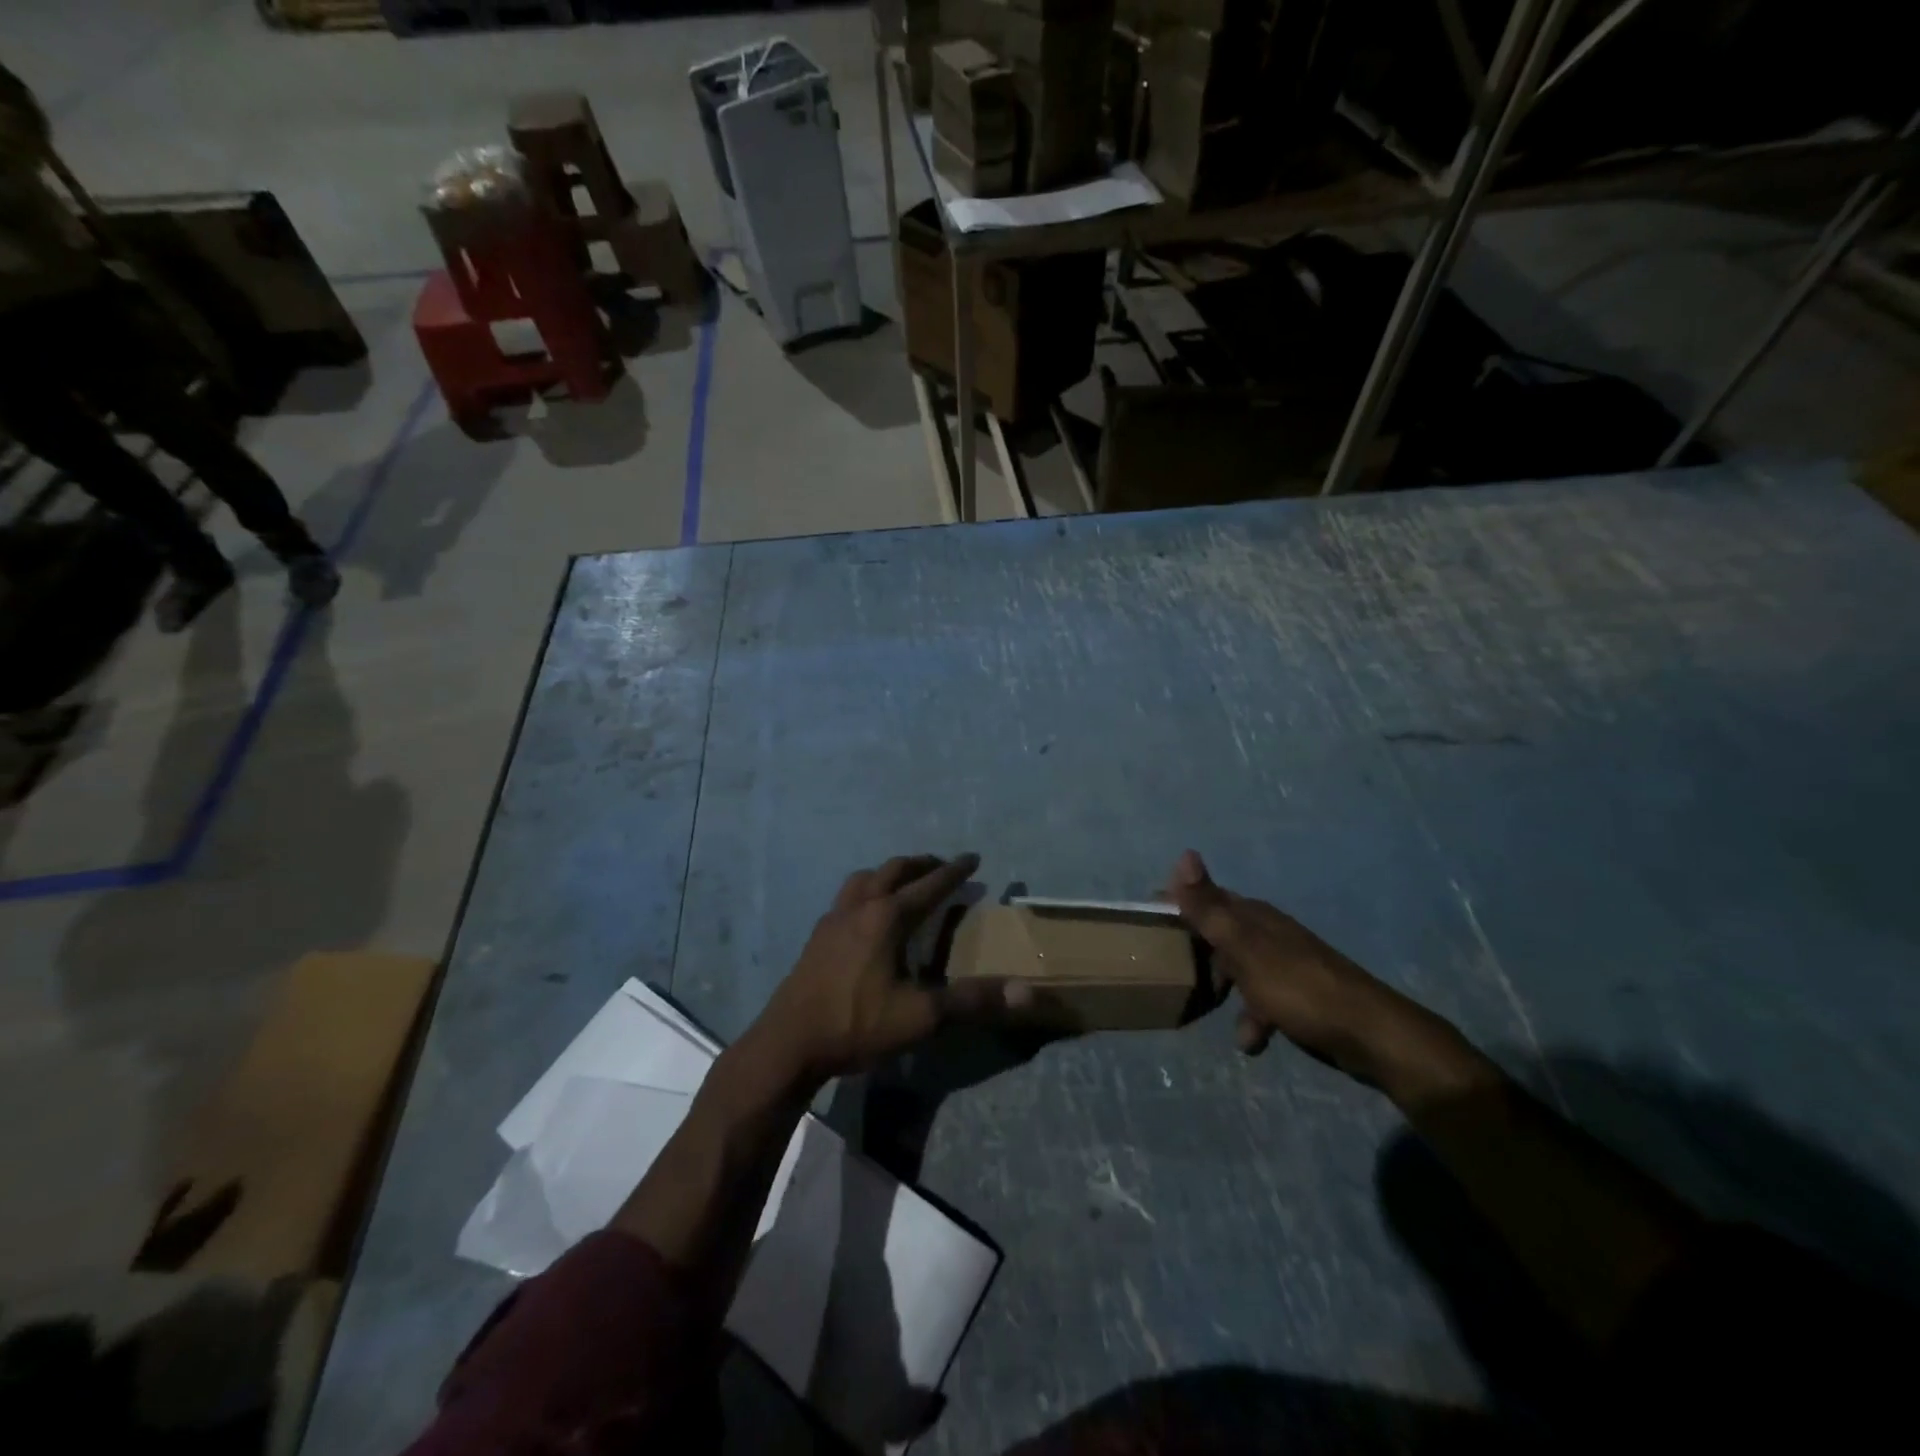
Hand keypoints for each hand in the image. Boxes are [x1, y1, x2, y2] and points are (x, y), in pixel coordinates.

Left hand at [751, 853, 1017, 1082]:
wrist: (789, 1043)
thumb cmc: (857, 1024)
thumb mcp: (921, 1016)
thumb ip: (972, 1001)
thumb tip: (1026, 991)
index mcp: (887, 917)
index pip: (929, 885)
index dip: (954, 871)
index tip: (974, 858)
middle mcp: (860, 907)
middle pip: (894, 870)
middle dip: (922, 864)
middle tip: (942, 866)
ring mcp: (833, 918)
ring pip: (865, 878)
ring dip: (890, 872)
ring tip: (905, 881)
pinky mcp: (817, 935)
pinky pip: (847, 896)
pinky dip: (867, 889)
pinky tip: (867, 914)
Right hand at [1166, 850, 1389, 1070]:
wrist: (1369, 1035)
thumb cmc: (1297, 986)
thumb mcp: (1243, 946)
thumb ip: (1210, 907)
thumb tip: (1185, 853)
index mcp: (1254, 917)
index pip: (1206, 898)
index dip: (1177, 905)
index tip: (1146, 919)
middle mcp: (1268, 934)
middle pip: (1220, 934)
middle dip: (1195, 950)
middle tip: (1165, 968)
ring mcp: (1285, 966)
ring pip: (1238, 969)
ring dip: (1221, 987)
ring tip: (1202, 1006)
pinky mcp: (1299, 997)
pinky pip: (1262, 1002)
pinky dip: (1252, 1018)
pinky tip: (1249, 1041)